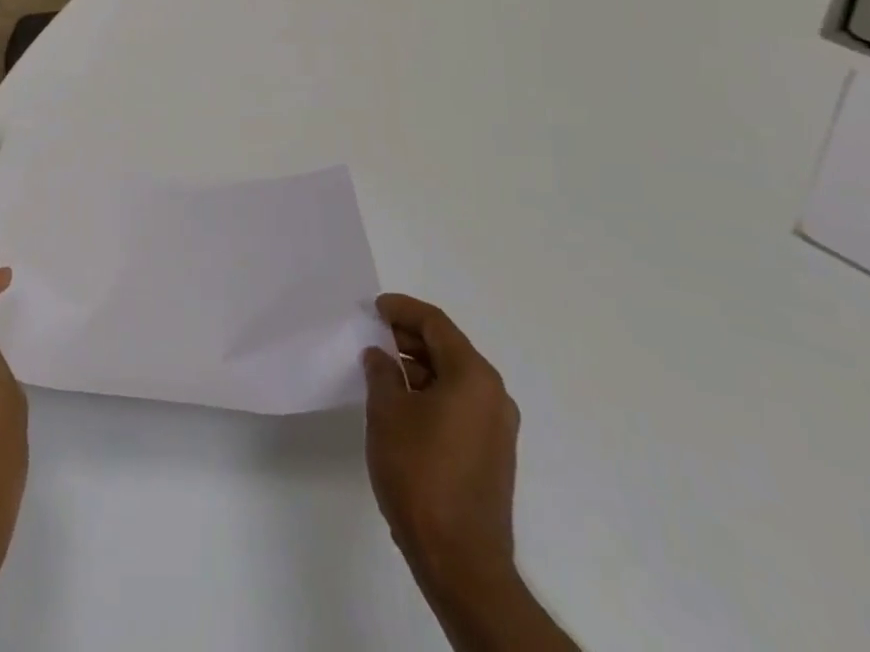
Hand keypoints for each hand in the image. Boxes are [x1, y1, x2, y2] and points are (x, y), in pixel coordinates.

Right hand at [363, 293, 540, 634]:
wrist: (460, 561)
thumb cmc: (420, 473)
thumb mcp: (387, 412)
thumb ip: (381, 373)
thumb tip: (380, 356)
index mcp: (474, 377)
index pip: (436, 324)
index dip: (402, 309)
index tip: (374, 308)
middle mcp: (493, 395)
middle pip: (448, 348)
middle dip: (408, 337)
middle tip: (372, 334)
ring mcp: (496, 427)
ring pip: (453, 377)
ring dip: (418, 366)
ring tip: (380, 367)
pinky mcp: (491, 454)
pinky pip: (459, 404)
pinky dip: (431, 392)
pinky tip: (401, 402)